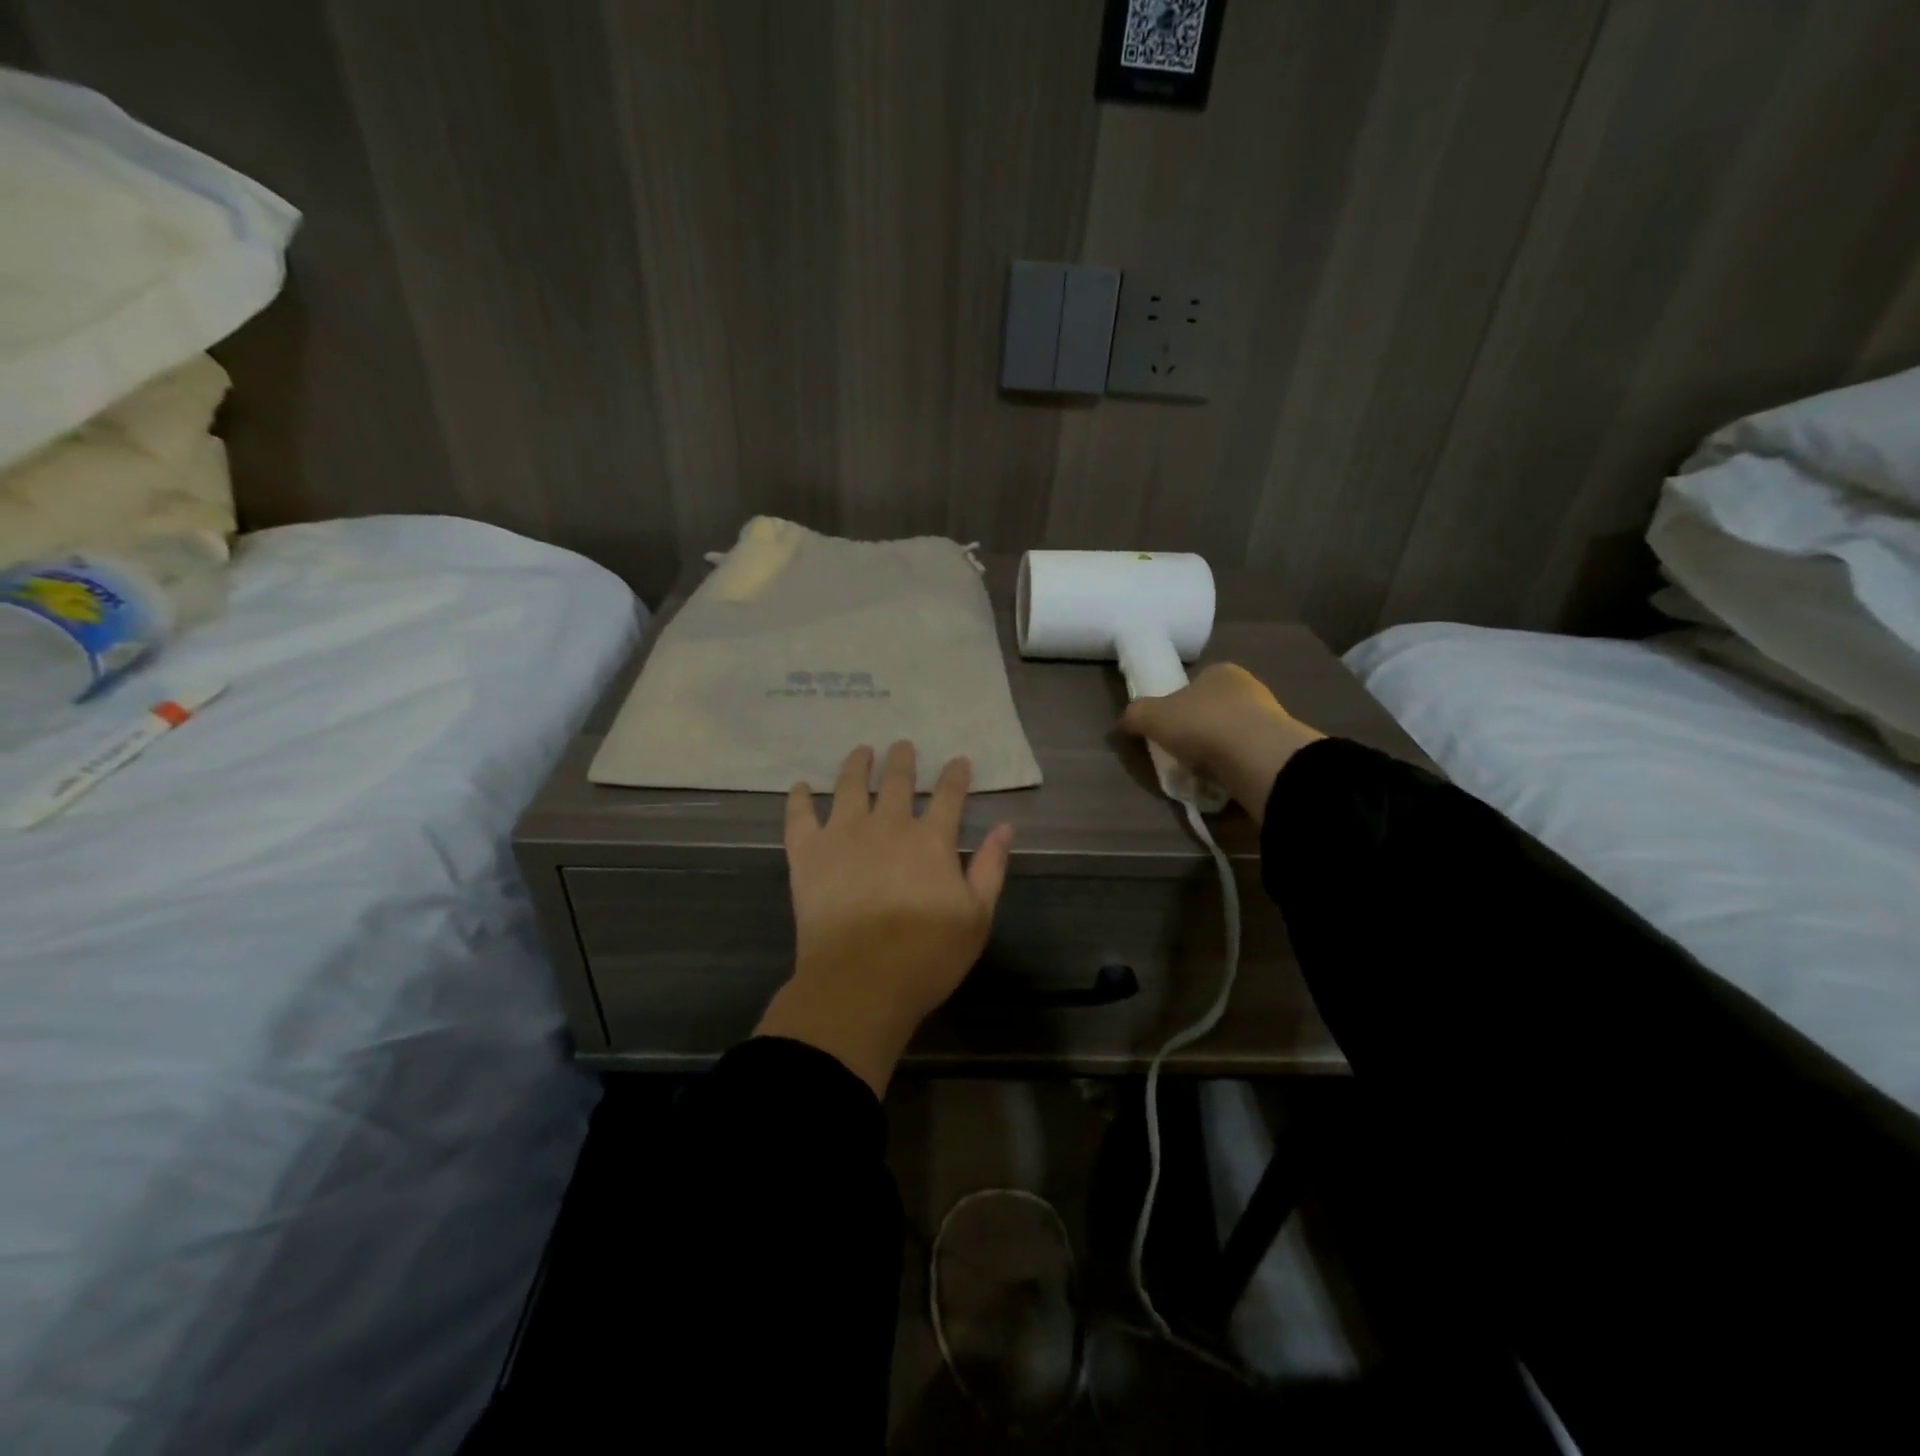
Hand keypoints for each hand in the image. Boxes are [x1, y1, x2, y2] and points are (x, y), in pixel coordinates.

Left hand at [756, 741, 1015, 1096]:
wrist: (860, 981)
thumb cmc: (927, 955)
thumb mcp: (977, 916)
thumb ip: (990, 867)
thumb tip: (1005, 827)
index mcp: (930, 840)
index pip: (948, 795)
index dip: (955, 775)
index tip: (958, 760)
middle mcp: (887, 825)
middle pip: (896, 781)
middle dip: (902, 760)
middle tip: (902, 744)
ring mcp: (843, 835)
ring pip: (849, 786)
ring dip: (857, 764)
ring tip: (861, 750)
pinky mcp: (807, 854)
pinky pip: (799, 817)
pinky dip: (798, 799)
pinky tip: (800, 786)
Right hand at [1120, 663, 1324, 823]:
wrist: (1257, 756)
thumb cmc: (1202, 724)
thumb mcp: (1152, 716)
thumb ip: (1135, 715)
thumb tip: (1123, 722)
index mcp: (1220, 672)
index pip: (1194, 685)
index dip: (1177, 706)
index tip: (1166, 729)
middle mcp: (1249, 688)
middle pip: (1213, 710)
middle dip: (1197, 731)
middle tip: (1179, 754)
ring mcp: (1270, 718)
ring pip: (1231, 735)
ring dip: (1215, 752)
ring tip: (1199, 774)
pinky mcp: (1280, 749)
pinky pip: (1246, 758)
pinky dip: (1232, 769)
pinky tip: (1222, 783)